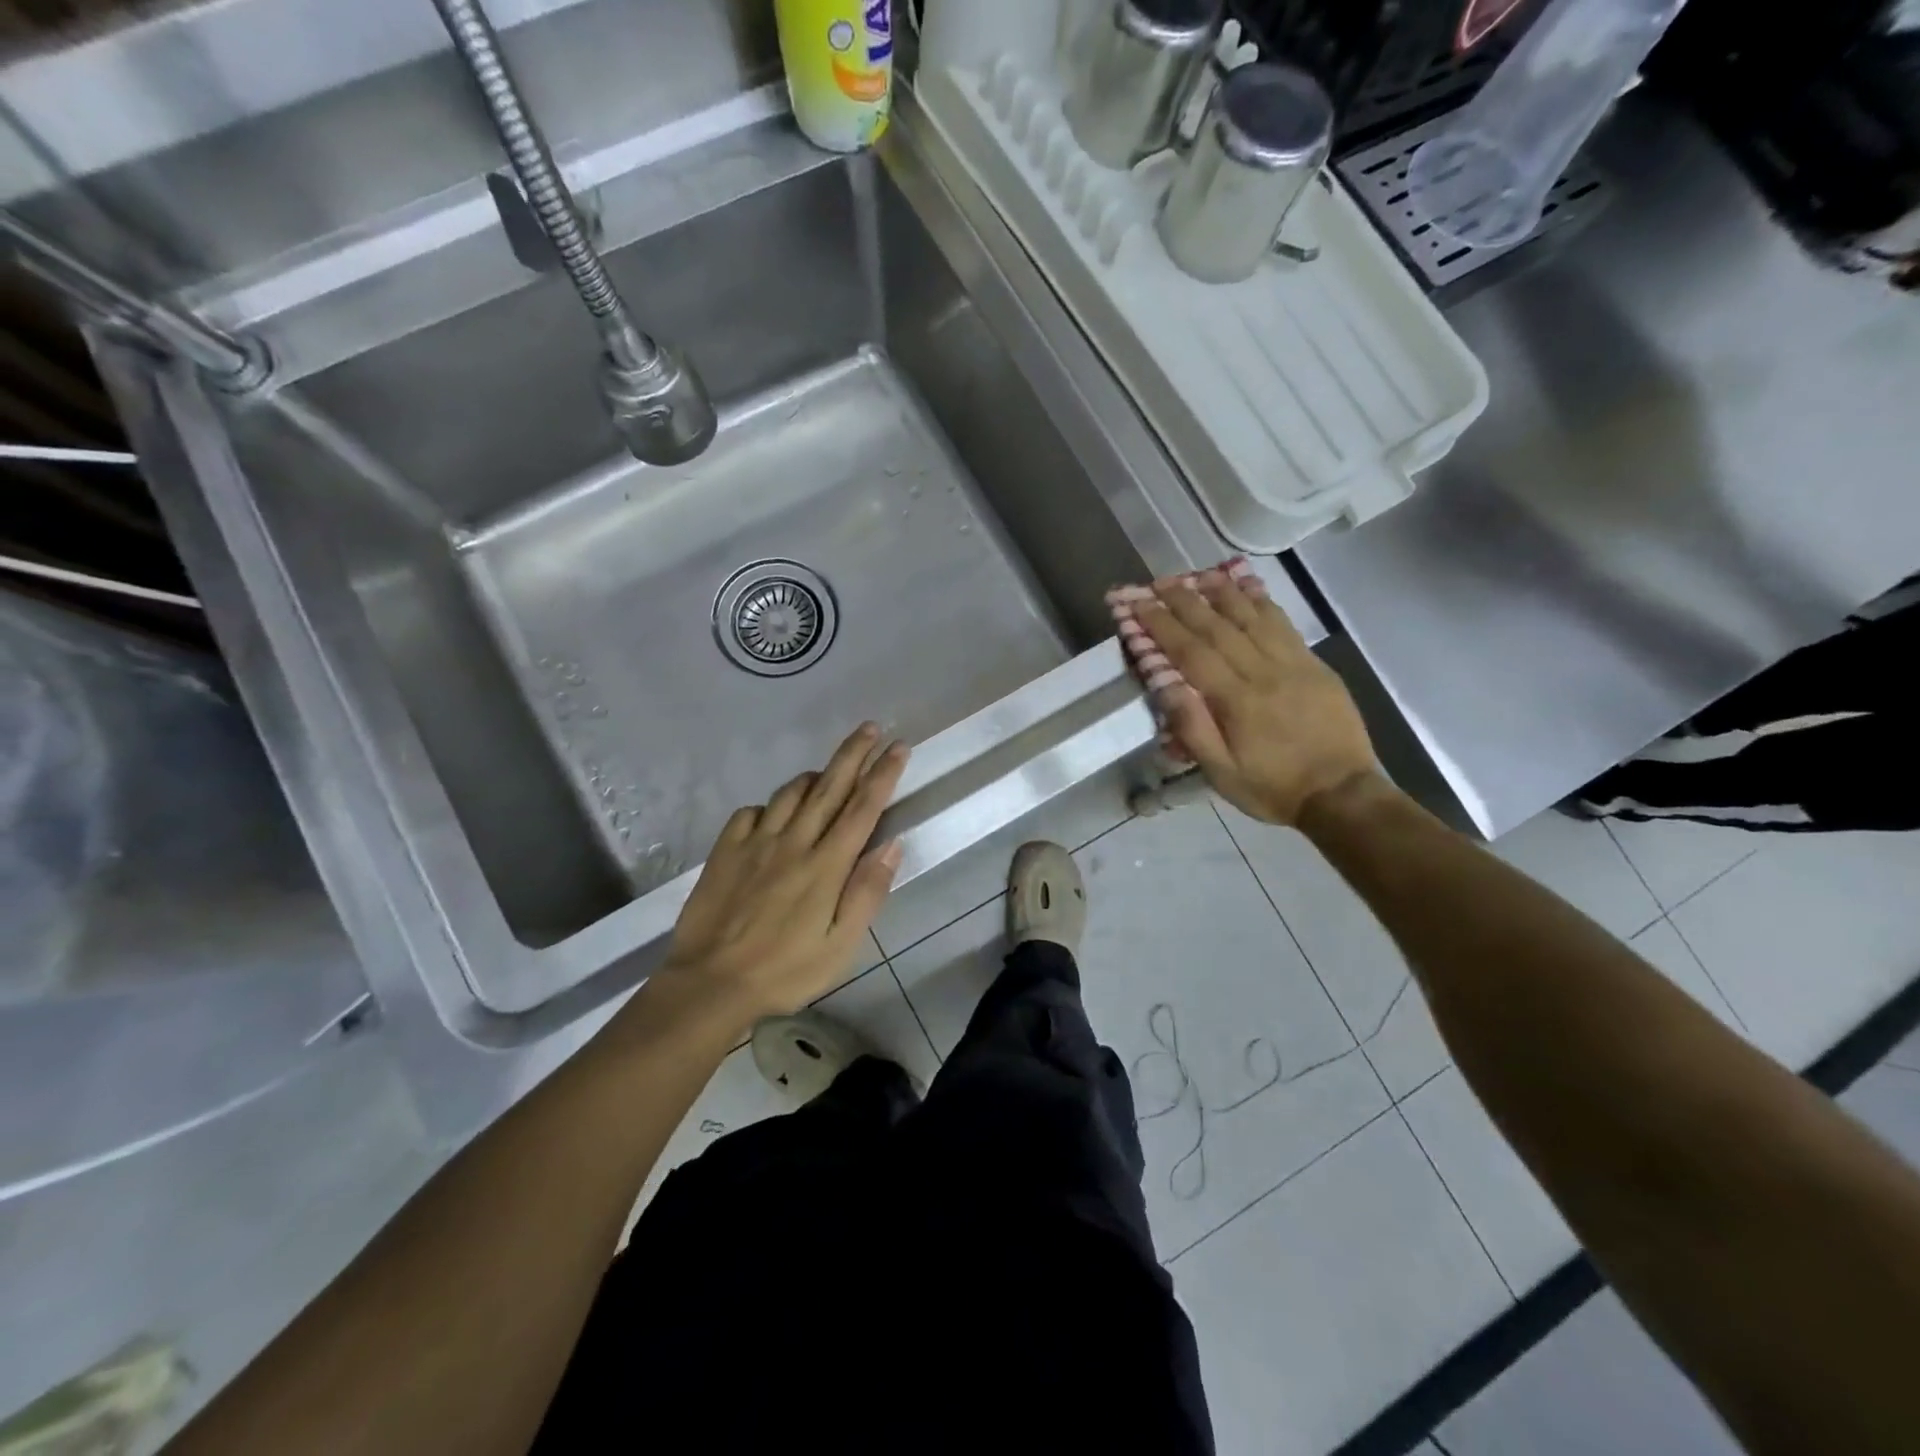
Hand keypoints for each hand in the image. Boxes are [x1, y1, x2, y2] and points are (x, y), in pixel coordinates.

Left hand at [654, 724, 909, 1025]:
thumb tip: (892, 844)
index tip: (898, 746)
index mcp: (826, 865)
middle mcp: (793, 842)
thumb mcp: (840, 945)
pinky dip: (769, 806)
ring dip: (814, 776)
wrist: (710, 984)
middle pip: (829, 787)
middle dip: (853, 753)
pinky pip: (750, 812)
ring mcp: (755, 843)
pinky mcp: (725, 851)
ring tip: (827, 772)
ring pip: (789, 793)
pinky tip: (773, 816)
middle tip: (870, 727)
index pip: (862, 808)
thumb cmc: (785, 971)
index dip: (883, 774)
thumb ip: (867, 892)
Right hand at [1134, 571, 1377, 826]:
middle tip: (1158, 582)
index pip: (1190, 651)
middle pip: (1217, 626)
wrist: (1341, 794)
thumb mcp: (1222, 772)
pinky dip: (1261, 601)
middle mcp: (1262, 672)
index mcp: (1236, 700)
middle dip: (1183, 601)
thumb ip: (1193, 728)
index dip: (1160, 625)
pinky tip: (1247, 587)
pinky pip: (1283, 623)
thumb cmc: (1273, 788)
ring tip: (1196, 574)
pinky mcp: (1313, 664)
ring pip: (1251, 616)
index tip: (1138, 605)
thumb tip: (1165, 684)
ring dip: (1221, 592)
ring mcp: (1292, 663)